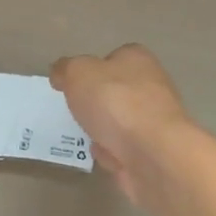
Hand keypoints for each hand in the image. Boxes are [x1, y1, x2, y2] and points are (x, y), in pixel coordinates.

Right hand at [49, 44, 192, 202]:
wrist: (153, 155)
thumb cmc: (115, 102)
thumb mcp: (78, 73)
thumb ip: (65, 69)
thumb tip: (60, 73)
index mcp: (137, 59)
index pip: (113, 58)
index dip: (92, 70)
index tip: (73, 84)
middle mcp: (152, 86)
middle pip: (116, 92)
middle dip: (96, 104)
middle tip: (75, 112)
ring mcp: (155, 121)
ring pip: (120, 123)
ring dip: (103, 132)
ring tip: (85, 136)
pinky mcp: (155, 152)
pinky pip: (125, 150)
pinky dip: (113, 155)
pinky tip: (104, 157)